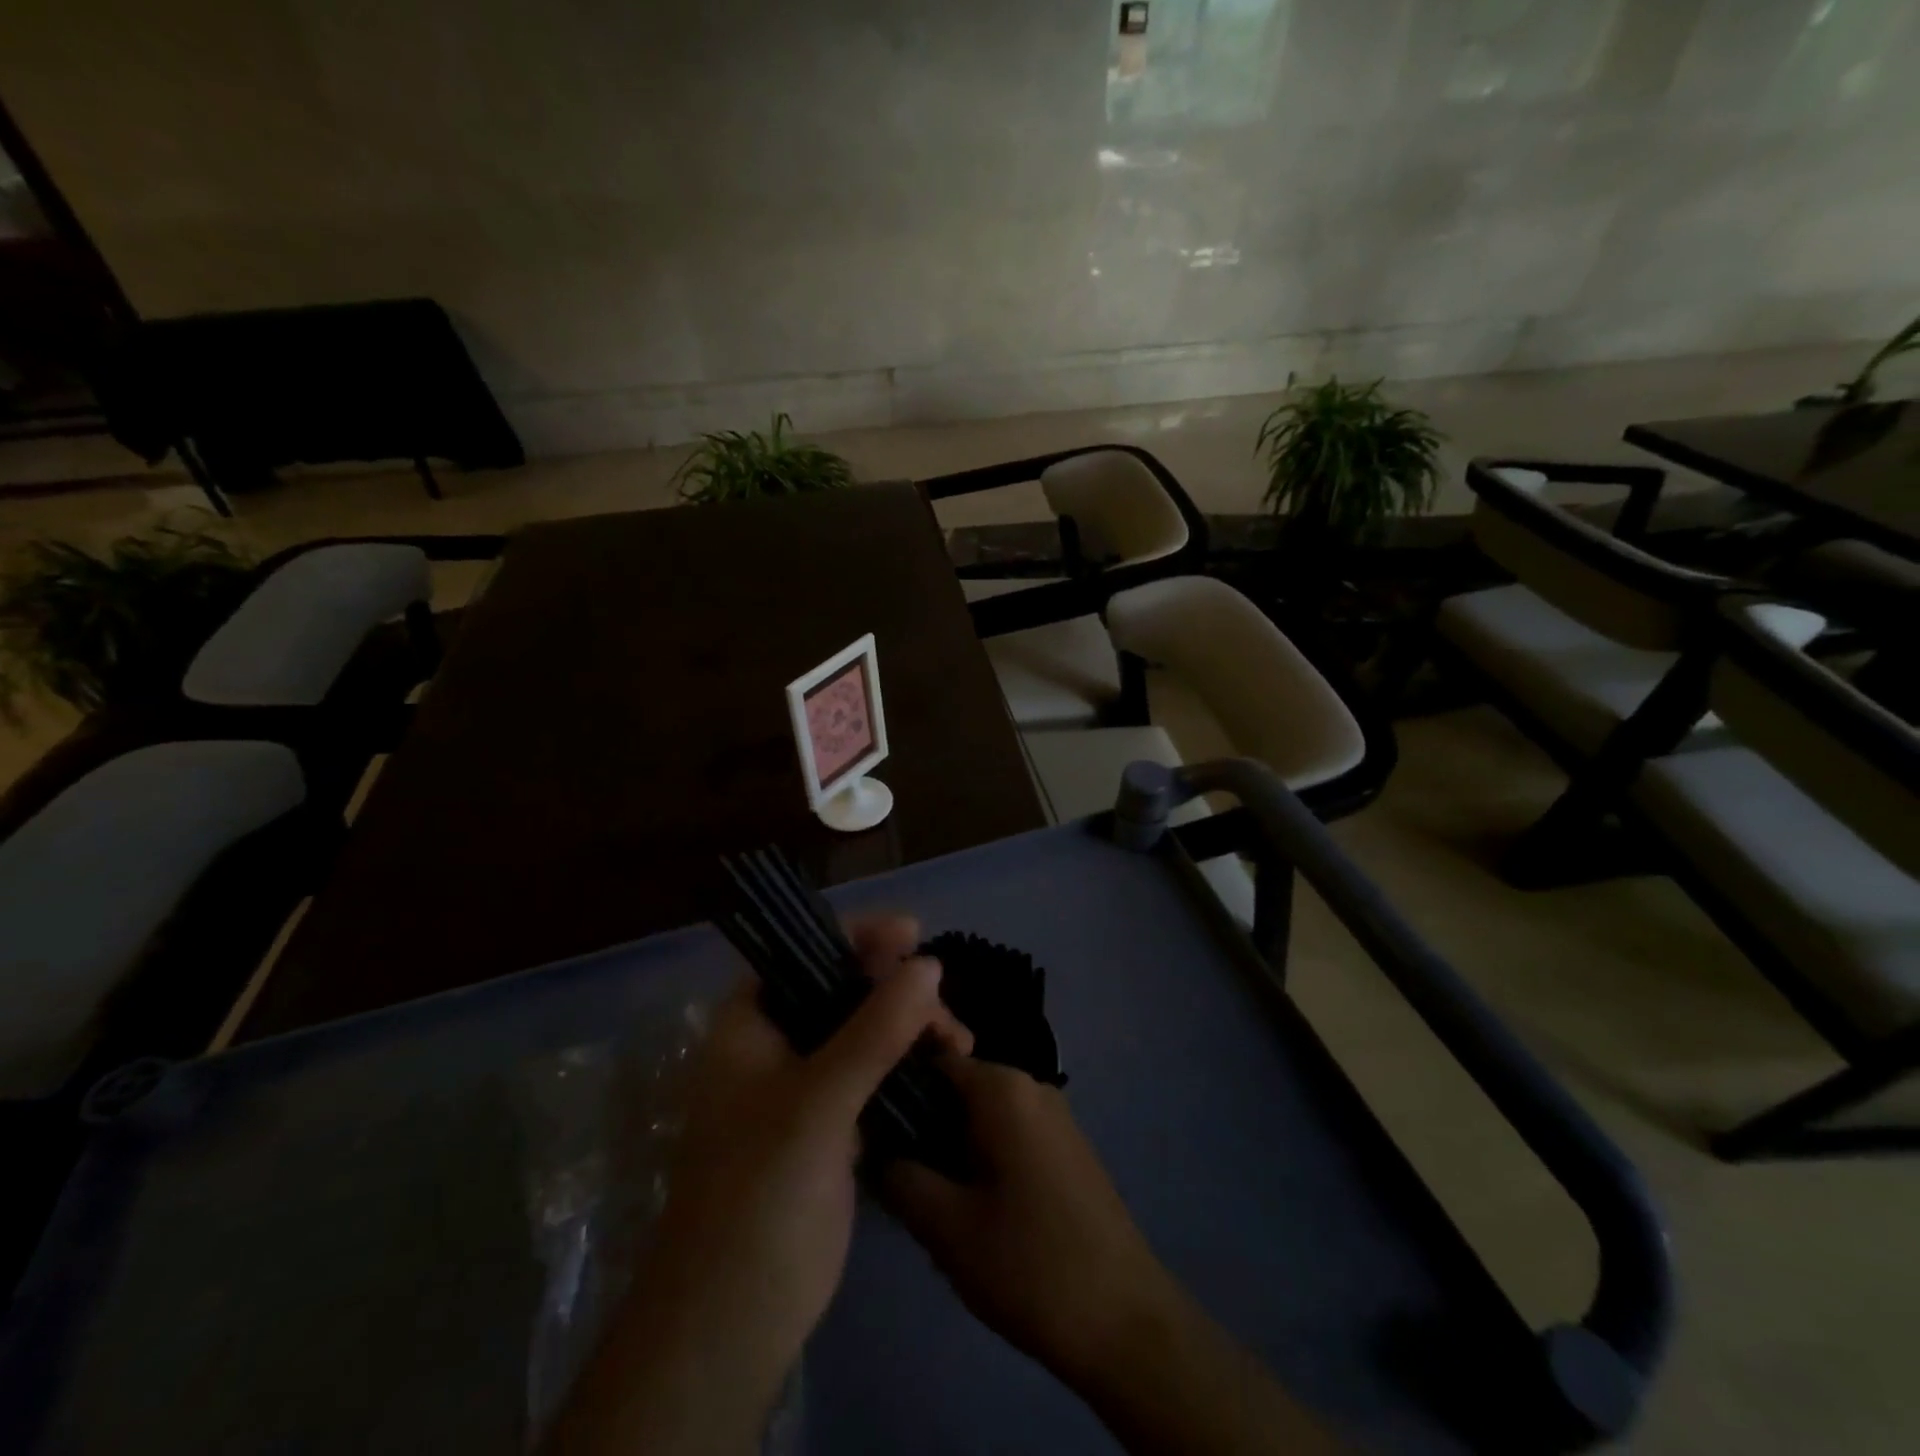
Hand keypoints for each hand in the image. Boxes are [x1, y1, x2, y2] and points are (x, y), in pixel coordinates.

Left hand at [543, 914, 970, 1455]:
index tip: (912, 932)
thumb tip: (930, 965)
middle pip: (842, 989)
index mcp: (750, 1023)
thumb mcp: (816, 1101)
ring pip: (866, 1030)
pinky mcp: (833, 1122)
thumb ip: (875, 1030)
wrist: (737, 1315)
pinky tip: (945, 1064)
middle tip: (944, 1007)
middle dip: (896, 987)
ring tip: (957, 1041)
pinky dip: (909, 1062)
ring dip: (911, 1025)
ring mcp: (806, 1085)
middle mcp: (777, 1044)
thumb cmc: (759, 1191)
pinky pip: (876, 1072)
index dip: (857, 936)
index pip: (803, 953)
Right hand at [885, 1057, 1346, 1455]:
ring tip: (934, 1203)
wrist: (1126, 1322)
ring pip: (982, 1116)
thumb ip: (900, 1176)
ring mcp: (1055, 1115)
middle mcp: (1031, 1085)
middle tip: (902, 1180)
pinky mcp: (1067, 1147)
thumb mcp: (946, 1226)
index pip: (931, 1060)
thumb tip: (875, 1148)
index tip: (871, 1131)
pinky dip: (983, 1159)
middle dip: (924, 1127)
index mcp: (1002, 1088)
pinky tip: (974, 1211)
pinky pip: (1009, 1134)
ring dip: (952, 1148)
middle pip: (957, 1088)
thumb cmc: (1030, 1264)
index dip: (895, 1090)